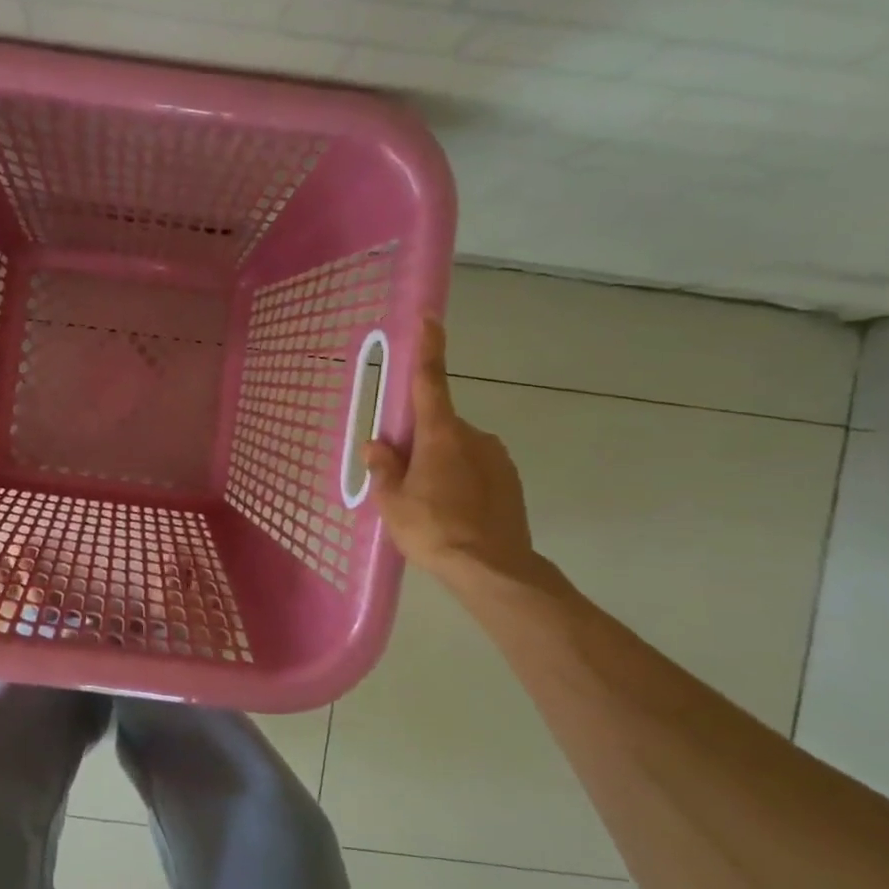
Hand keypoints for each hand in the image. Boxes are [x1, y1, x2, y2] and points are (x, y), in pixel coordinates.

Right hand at [365, 319, 540, 584]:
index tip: (429, 318)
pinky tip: (453, 514)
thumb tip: (377, 446)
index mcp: (441, 435)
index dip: (429, 347)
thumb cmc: (434, 530)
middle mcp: (474, 436)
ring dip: (441, 464)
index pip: (431, 381)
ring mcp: (497, 458)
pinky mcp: (511, 481)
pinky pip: (476, 469)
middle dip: (419, 442)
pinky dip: (461, 481)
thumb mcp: (393, 502)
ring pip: (458, 450)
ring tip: (429, 506)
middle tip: (402, 478)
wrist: (494, 570)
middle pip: (439, 425)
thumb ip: (384, 468)